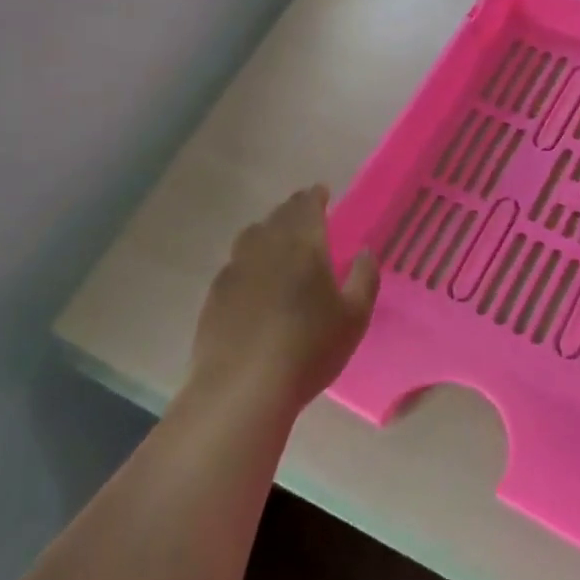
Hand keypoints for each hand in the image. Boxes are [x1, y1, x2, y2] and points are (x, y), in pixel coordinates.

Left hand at [188, 186, 378, 417]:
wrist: (243, 387)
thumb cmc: (309, 348)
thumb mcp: (354, 317)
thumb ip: (364, 278)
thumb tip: (365, 251)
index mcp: (303, 244)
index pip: (306, 206)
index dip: (315, 196)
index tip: (322, 192)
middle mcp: (265, 247)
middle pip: (278, 216)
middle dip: (293, 210)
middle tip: (305, 214)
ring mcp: (235, 270)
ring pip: (251, 236)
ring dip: (268, 231)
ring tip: (278, 241)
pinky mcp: (215, 295)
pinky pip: (235, 264)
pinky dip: (249, 260)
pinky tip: (254, 279)